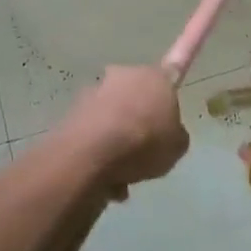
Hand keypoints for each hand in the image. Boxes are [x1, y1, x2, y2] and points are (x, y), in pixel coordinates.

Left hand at [61, 66, 189, 195]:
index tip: (170, 85)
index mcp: (155, 76)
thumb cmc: (145, 142)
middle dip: (139, 117)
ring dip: (117, 139)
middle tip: (147, 148)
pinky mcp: (72, 112)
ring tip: (125, 174)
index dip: (171, 82)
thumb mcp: (178, 146)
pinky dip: (101, 152)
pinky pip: (95, 133)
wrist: (92, 155)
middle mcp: (122, 76)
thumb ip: (175, 135)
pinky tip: (107, 180)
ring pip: (113, 117)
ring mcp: (94, 92)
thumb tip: (166, 134)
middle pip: (136, 95)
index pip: (171, 70)